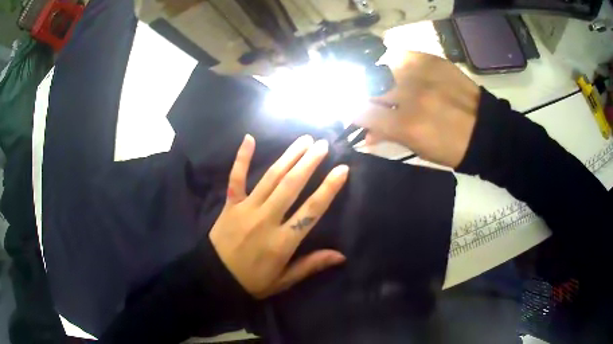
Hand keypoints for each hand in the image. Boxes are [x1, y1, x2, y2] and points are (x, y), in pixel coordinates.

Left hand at [209, 134, 348, 298]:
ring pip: (270, 178)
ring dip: (288, 157)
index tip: (341, 170)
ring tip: (304, 140)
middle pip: (291, 186)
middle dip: (309, 163)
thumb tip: (341, 256)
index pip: (311, 211)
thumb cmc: (252, 281)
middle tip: (323, 144)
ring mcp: (246, 208)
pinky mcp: (230, 204)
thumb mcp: (284, 280)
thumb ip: (311, 265)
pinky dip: (241, 158)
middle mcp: (266, 220)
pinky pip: (236, 178)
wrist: (214, 277)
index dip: (328, 189)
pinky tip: (249, 138)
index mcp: (282, 242)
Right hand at [357, 52, 480, 167]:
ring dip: (378, 77)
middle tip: (371, 100)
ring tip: (386, 85)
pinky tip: (400, 72)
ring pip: (381, 67)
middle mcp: (410, 95)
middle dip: (363, 94)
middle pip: (367, 86)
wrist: (485, 130)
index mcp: (406, 125)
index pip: (360, 111)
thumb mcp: (418, 148)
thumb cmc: (451, 148)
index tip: (354, 113)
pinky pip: (401, 55)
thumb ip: (388, 137)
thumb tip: (365, 134)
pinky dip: (395, 63)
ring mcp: (421, 74)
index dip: (352, 112)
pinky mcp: (432, 60)